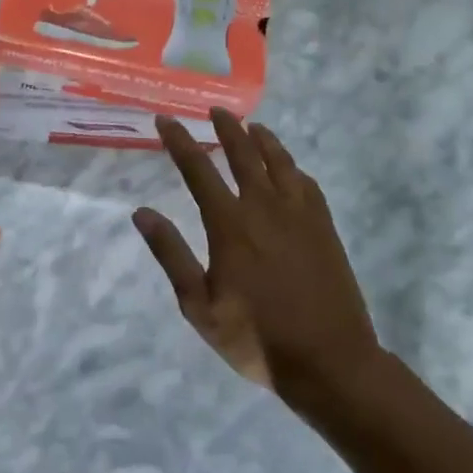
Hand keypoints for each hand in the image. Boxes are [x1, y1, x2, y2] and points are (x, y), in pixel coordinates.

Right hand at [133, 110, 379, 403]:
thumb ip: (171, 254)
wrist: (330, 362)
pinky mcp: (325, 227)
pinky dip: (293, 167)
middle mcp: (264, 207)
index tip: (166, 120)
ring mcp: (300, 215)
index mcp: (230, 224)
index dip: (180, 141)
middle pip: (243, 154)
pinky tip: (289, 168)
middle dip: (226, 129)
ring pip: (279, 162)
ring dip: (262, 139)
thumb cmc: (257, 338)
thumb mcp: (200, 306)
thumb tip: (141, 212)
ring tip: (252, 126)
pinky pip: (307, 184)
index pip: (198, 169)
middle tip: (216, 110)